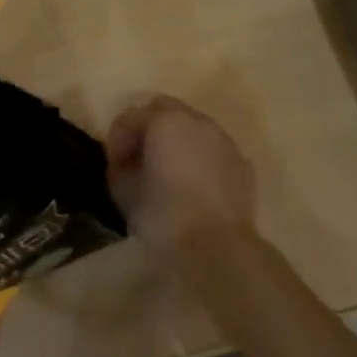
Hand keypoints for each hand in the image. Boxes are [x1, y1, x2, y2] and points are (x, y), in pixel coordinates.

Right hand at [105, 95, 257, 256]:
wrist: (217, 247)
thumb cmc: (164, 216)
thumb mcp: (124, 192)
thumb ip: (120, 167)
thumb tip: (127, 162)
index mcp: (165, 121)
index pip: (131, 117)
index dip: (118, 139)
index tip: (115, 166)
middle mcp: (197, 121)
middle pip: (164, 110)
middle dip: (148, 129)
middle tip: (140, 160)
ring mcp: (224, 140)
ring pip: (192, 128)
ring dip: (176, 142)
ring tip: (168, 174)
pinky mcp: (241, 163)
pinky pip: (213, 150)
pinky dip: (199, 158)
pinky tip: (194, 187)